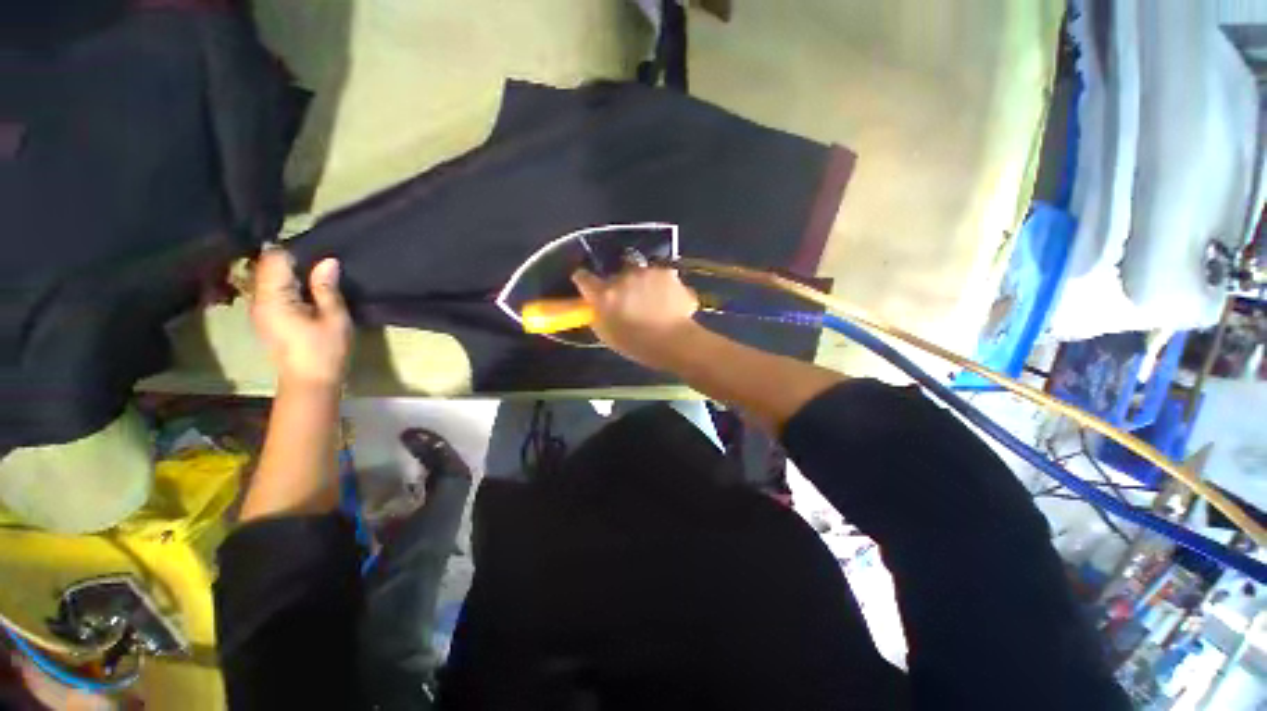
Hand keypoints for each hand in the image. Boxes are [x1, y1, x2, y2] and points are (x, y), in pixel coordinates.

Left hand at [250, 247, 352, 388]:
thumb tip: (328, 261)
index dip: (295, 252)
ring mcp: (259, 310)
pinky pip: (269, 291)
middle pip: (267, 267)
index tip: (319, 253)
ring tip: (315, 275)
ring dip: (288, 273)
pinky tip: (305, 291)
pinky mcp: (265, 319)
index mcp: (273, 298)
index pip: (274, 259)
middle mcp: (258, 300)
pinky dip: (285, 285)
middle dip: (291, 260)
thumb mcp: (334, 318)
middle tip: (321, 263)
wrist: (309, 383)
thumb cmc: (325, 351)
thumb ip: (327, 288)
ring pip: (267, 278)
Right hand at [572, 266, 701, 368]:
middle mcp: (624, 276)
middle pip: (618, 273)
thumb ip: (600, 315)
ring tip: (655, 302)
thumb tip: (599, 306)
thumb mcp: (608, 335)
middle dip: (622, 283)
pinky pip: (664, 279)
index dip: (584, 280)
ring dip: (645, 283)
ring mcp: (648, 272)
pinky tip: (671, 303)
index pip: (583, 277)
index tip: (588, 285)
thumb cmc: (637, 344)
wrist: (674, 341)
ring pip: (643, 273)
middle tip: (630, 300)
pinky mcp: (669, 274)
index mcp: (604, 293)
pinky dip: (666, 288)